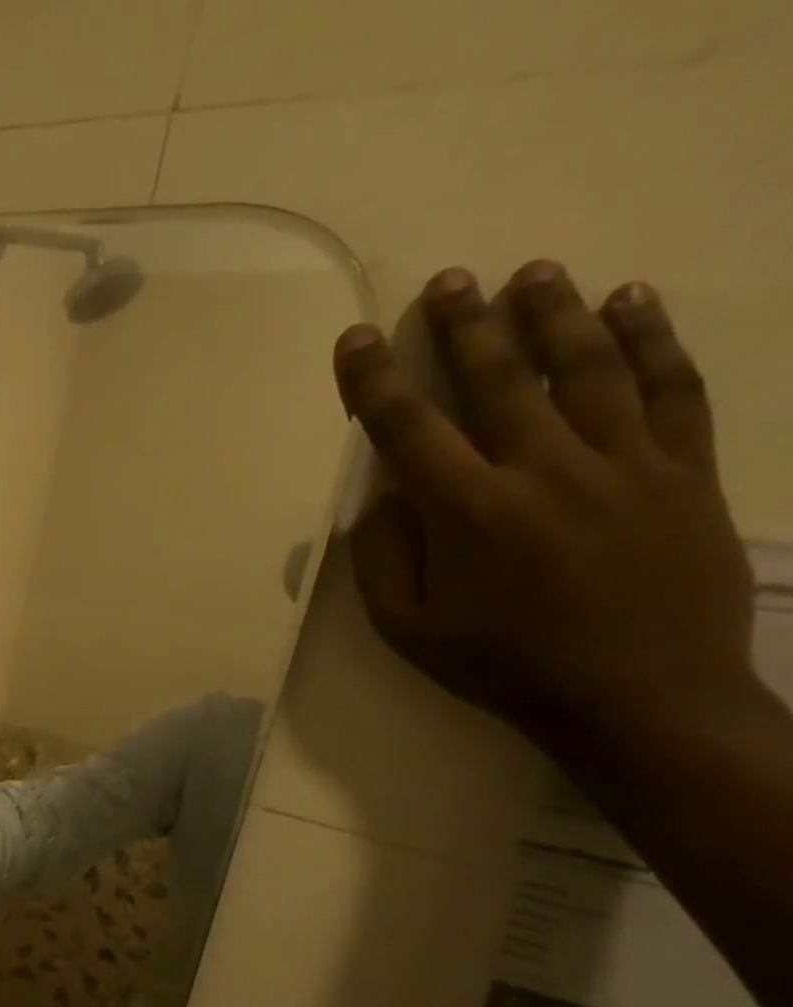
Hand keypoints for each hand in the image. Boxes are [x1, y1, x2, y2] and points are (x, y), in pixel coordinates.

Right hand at [334, 260, 756, 760]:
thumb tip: (385, 501)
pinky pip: (669, 388)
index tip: (359, 339)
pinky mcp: (685, 469)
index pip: (408, 430)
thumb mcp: (408, 630)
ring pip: (584, 369)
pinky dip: (650, 340)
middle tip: (449, 279)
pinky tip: (632, 303)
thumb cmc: (504, 665)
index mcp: (469, 514)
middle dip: (465, 327)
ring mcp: (623, 464)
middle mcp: (543, 471)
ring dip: (554, 315)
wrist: (638, 696)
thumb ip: (383, 561)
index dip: (377, 380)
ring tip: (533, 272)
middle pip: (496, 381)